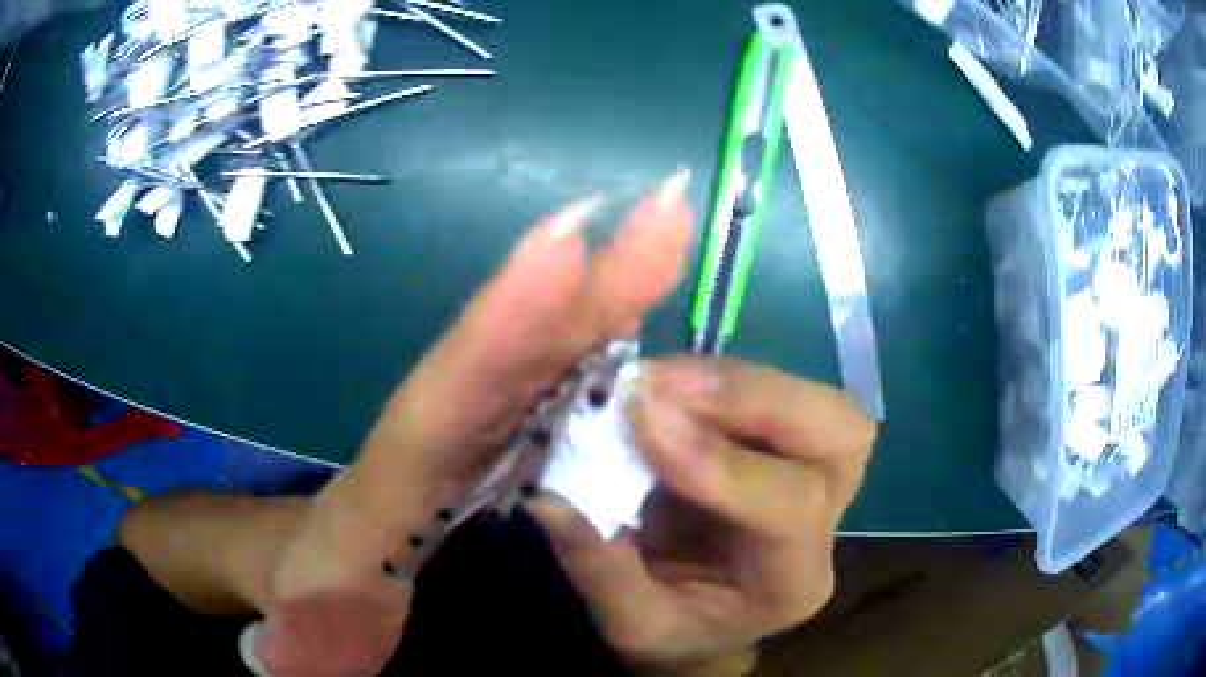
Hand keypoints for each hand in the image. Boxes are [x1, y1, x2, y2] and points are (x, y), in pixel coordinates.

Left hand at [242, 170, 695, 675]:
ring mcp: (472, 425)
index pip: (446, 395)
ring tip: (663, 232)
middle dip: (587, 278)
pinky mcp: (497, 434)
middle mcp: (436, 430)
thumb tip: (274, 655)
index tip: (565, 244)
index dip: (503, 323)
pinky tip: (638, 310)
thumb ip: (299, 643)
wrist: (319, 572)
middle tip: (661, 208)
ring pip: (541, 349)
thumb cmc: (319, 597)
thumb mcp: (306, 629)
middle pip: (513, 346)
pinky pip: (552, 379)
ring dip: (605, 292)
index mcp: (390, 477)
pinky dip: (597, 340)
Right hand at [526, 357, 875, 675]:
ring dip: (735, 379)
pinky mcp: (789, 447)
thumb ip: (600, 570)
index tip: (641, 419)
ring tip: (656, 378)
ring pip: (818, 401)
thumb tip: (548, 498)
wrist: (698, 626)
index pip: (790, 509)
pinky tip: (668, 381)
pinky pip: (776, 393)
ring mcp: (818, 476)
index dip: (718, 460)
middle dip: (754, 397)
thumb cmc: (673, 634)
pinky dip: (720, 378)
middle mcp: (828, 522)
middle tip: (661, 384)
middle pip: (839, 433)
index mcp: (794, 582)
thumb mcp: (631, 626)